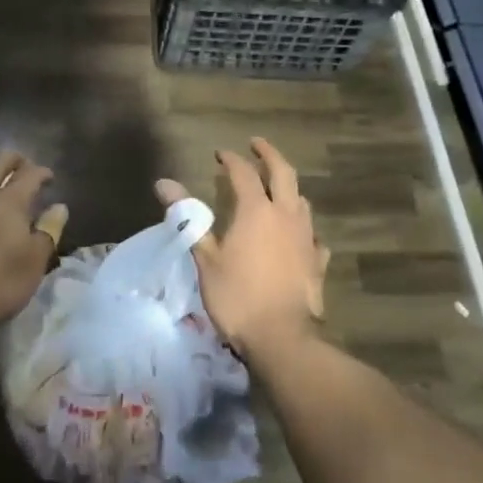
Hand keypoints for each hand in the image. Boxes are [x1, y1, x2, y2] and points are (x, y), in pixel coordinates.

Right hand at [156, 137, 326, 358]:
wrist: (283, 338)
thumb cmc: (237, 296)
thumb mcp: (206, 258)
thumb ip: (189, 218)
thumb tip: (164, 183)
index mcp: (256, 210)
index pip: (243, 172)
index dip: (231, 159)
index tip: (219, 153)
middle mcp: (286, 215)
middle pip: (283, 172)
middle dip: (269, 154)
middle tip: (257, 144)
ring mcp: (306, 237)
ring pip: (301, 200)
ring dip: (287, 188)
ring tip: (276, 188)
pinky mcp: (317, 261)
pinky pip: (312, 234)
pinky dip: (302, 227)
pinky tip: (298, 236)